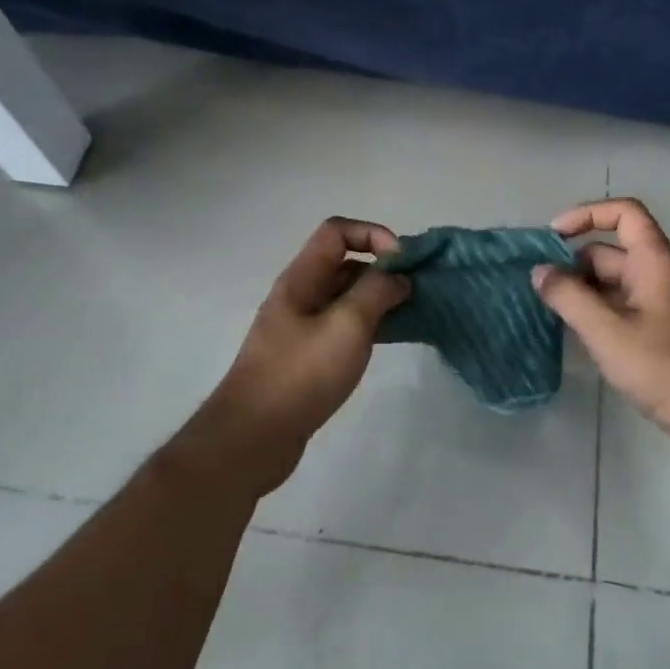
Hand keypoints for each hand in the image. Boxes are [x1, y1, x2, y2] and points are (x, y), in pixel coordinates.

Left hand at [185, 218, 409, 496]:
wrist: (253, 437)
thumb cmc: (300, 374)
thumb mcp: (346, 326)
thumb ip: (376, 293)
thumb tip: (397, 276)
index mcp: (302, 278)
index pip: (337, 231)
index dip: (373, 234)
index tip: (402, 262)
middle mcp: (300, 294)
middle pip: (344, 263)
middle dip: (382, 269)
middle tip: (416, 291)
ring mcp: (301, 326)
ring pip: (345, 297)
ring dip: (378, 298)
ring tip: (411, 314)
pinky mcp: (306, 355)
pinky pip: (342, 326)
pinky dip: (368, 325)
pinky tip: (390, 339)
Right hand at [532, 198, 669, 448]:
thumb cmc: (663, 367)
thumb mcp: (606, 330)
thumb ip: (568, 297)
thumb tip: (539, 272)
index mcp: (655, 260)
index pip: (624, 213)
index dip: (587, 214)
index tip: (553, 236)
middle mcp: (661, 273)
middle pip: (612, 250)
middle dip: (574, 264)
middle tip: (540, 290)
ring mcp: (663, 303)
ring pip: (614, 282)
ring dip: (583, 291)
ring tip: (550, 312)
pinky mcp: (662, 330)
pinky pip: (623, 306)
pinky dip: (597, 311)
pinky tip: (576, 334)